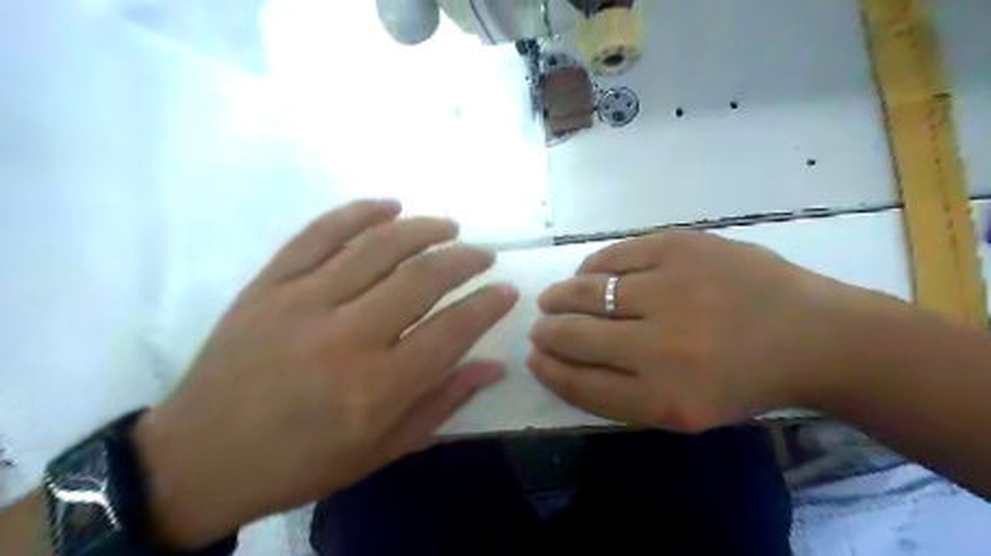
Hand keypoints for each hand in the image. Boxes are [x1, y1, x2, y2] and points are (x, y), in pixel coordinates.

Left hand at [132, 198, 518, 547]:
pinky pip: (319, 233)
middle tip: (484, 254)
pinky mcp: (268, 284)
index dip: (487, 305)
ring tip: (449, 226)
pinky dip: (359, 212)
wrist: (199, 459)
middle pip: (421, 278)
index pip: (452, 330)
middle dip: (464, 259)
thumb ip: (442, 403)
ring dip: (423, 229)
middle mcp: (345, 336)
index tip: (507, 290)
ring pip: (377, 246)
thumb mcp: (382, 449)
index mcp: (376, 388)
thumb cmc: (302, 462)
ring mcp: (301, 302)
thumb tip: (493, 366)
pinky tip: (389, 205)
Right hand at [531, 230, 885, 434]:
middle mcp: (661, 345)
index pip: (579, 382)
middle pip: (575, 335)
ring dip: (560, 296)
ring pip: (586, 290)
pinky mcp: (681, 246)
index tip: (534, 356)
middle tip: (540, 326)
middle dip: (546, 331)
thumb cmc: (743, 381)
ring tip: (554, 298)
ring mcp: (671, 288)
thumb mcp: (682, 411)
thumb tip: (560, 359)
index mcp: (664, 398)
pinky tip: (588, 273)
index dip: (548, 368)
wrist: (813, 335)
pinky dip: (591, 266)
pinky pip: (613, 255)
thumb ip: (618, 393)